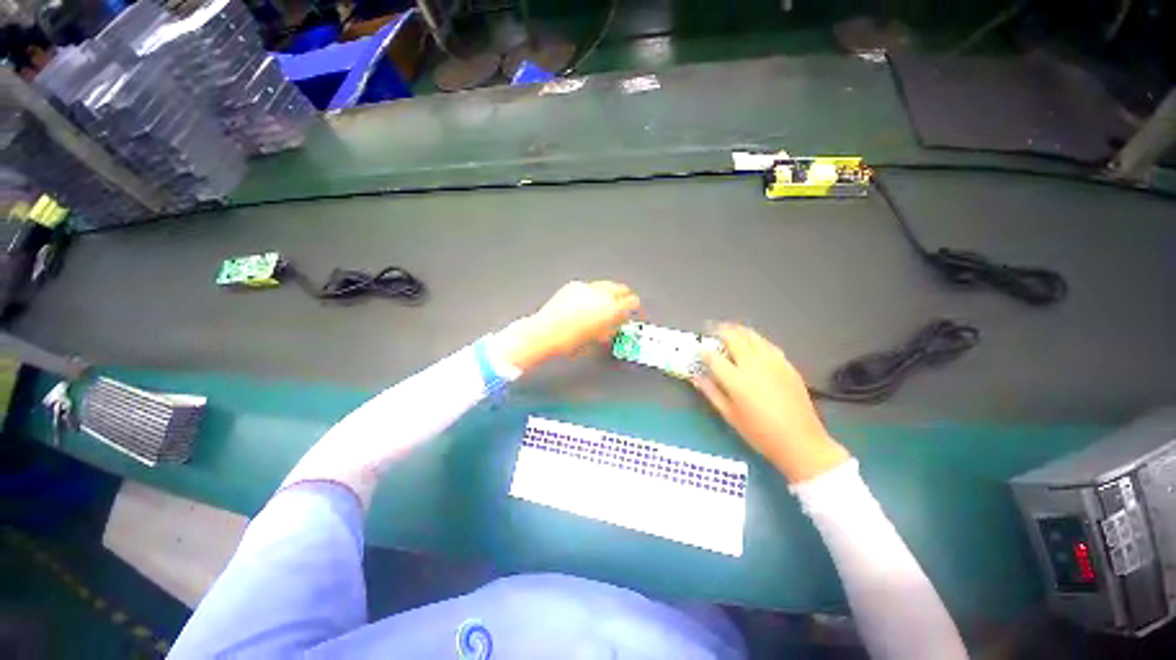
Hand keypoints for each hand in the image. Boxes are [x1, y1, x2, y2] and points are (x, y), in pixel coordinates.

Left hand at [496, 281, 640, 371]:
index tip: (634, 311)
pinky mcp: (573, 285)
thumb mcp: (596, 340)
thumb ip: (610, 329)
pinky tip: (587, 302)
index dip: (634, 307)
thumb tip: (616, 324)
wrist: (544, 332)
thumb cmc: (571, 342)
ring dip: (609, 293)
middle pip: (621, 288)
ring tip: (604, 303)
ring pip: (606, 284)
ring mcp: (586, 287)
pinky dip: (593, 293)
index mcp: (610, 309)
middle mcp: (601, 294)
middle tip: (623, 305)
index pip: (631, 302)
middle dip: (624, 296)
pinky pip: (590, 286)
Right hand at [693, 324, 849, 482]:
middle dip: (719, 331)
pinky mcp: (787, 364)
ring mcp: (773, 362)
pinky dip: (755, 339)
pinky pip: (767, 344)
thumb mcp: (730, 415)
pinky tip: (752, 342)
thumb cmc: (760, 433)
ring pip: (752, 336)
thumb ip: (711, 392)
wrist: (801, 442)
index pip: (713, 357)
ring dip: (737, 329)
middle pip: (733, 338)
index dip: (702, 351)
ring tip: (728, 328)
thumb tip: (696, 376)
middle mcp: (754, 365)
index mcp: (737, 380)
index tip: (697, 349)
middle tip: (710, 328)